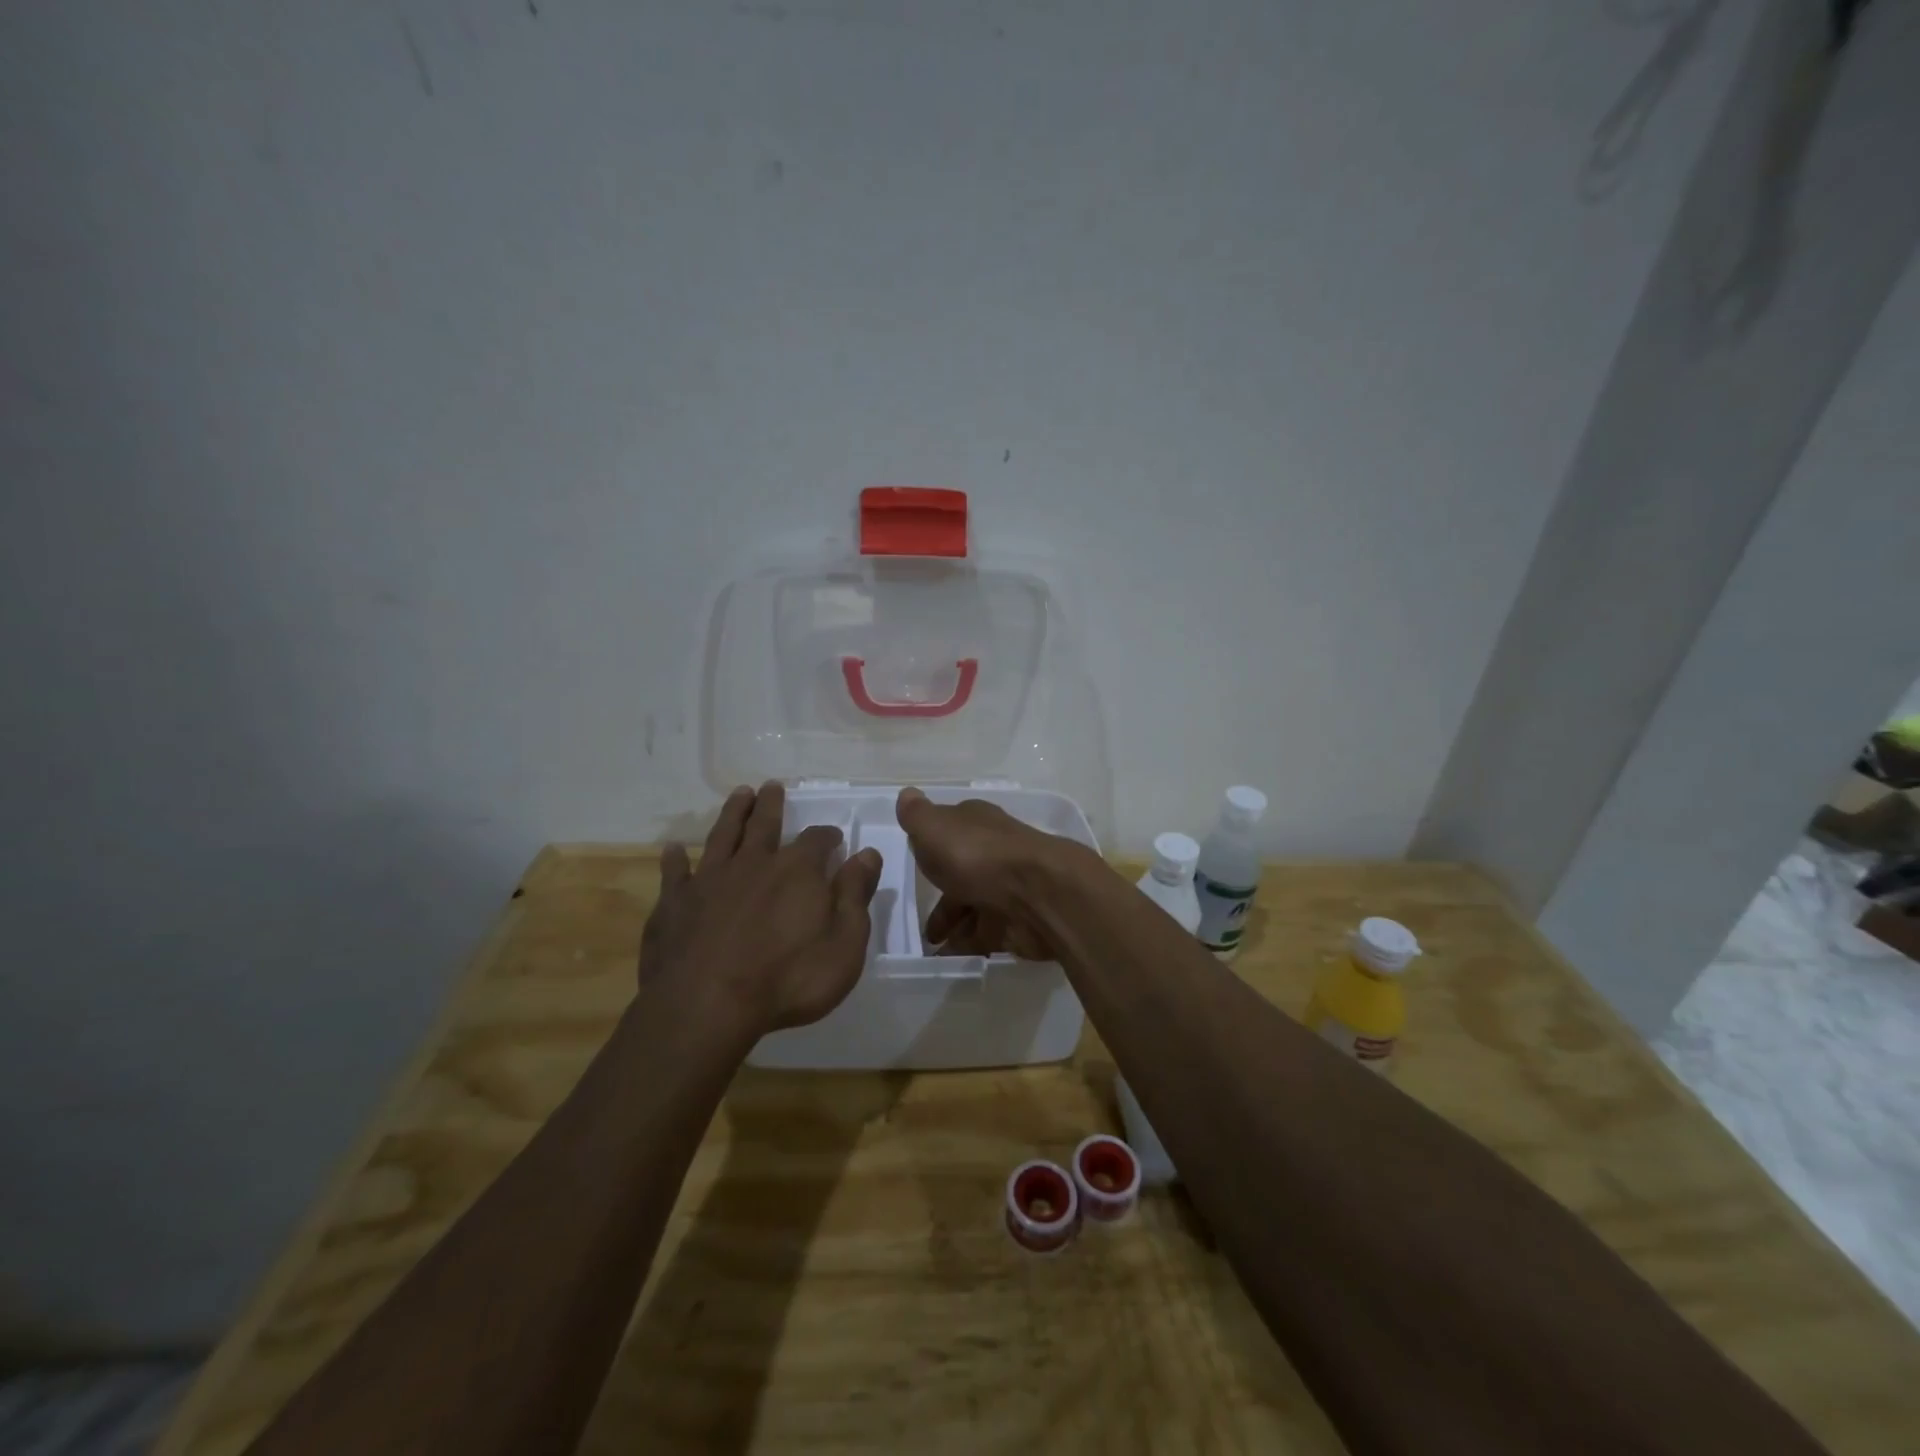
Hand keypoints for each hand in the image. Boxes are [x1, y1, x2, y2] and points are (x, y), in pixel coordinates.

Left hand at [640, 783, 882, 1036]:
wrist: (706, 1005)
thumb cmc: (787, 980)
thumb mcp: (843, 944)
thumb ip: (855, 896)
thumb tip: (867, 854)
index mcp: (797, 871)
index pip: (816, 840)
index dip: (827, 836)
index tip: (834, 837)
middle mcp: (753, 864)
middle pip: (764, 824)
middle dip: (771, 805)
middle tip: (772, 786)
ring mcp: (710, 880)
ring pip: (723, 835)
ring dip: (732, 813)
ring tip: (739, 794)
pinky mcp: (675, 903)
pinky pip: (675, 873)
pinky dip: (675, 859)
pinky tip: (673, 849)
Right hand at [895, 786, 1095, 959]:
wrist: (1039, 893)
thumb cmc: (978, 856)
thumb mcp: (935, 828)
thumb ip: (917, 815)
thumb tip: (907, 794)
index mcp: (976, 824)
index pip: (951, 829)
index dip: (933, 844)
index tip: (916, 861)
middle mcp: (994, 851)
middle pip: (962, 871)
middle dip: (942, 894)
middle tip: (919, 917)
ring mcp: (1009, 886)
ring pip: (975, 904)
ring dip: (954, 923)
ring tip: (932, 944)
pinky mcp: (1019, 920)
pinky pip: (988, 933)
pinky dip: (969, 944)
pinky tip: (949, 956)